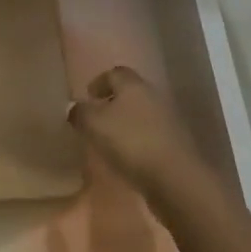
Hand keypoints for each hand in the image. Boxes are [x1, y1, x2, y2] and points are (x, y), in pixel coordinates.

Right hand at [68, 66, 208, 208]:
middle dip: (113, 103)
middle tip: (96, 119)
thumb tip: (73, 107)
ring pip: (142, 115)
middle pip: (130, 93)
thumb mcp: (94, 125)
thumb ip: (80, 113)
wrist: (176, 179)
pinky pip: (152, 136)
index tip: (87, 97)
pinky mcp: (177, 145)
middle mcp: (153, 96)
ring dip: (126, 124)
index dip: (99, 82)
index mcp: (133, 85)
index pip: (114, 73)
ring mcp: (169, 121)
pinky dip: (139, 142)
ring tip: (110, 141)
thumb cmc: (131, 142)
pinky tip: (129, 158)